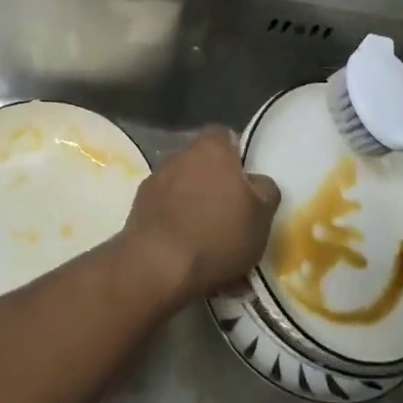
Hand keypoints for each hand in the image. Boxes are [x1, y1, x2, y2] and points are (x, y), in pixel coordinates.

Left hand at [123, 128, 280, 304]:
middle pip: (202, 163)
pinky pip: (165, 211)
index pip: (225, 135)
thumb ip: (264, 189)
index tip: (246, 180)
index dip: (237, 155)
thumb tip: (256, 182)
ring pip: (182, 188)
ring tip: (207, 239)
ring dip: (193, 205)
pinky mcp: (138, 209)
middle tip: (230, 212)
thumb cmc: (218, 234)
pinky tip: (186, 251)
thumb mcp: (262, 215)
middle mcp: (179, 156)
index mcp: (211, 148)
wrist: (157, 266)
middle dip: (214, 183)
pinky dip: (175, 224)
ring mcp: (154, 181)